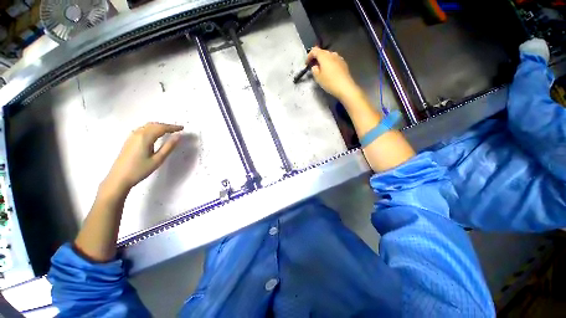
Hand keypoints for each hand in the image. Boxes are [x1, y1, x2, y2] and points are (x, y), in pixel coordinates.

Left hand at [103, 122, 183, 192]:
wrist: (119, 178)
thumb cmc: (140, 169)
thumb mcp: (158, 159)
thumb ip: (169, 147)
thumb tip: (179, 136)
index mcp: (145, 137)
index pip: (161, 128)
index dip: (173, 127)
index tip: (182, 128)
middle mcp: (138, 133)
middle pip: (154, 125)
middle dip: (166, 125)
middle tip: (177, 129)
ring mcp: (132, 136)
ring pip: (147, 126)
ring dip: (159, 126)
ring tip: (169, 130)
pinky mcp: (129, 140)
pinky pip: (143, 129)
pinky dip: (152, 128)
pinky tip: (155, 134)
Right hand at [306, 47, 360, 100]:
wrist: (345, 86)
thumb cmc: (329, 82)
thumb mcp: (318, 78)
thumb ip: (314, 70)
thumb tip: (315, 67)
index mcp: (324, 56)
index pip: (314, 50)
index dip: (309, 56)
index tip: (306, 63)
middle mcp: (332, 54)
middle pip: (322, 52)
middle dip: (317, 58)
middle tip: (313, 67)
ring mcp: (339, 58)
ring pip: (329, 56)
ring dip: (324, 61)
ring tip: (321, 70)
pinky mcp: (343, 63)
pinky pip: (334, 61)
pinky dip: (330, 64)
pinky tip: (329, 72)